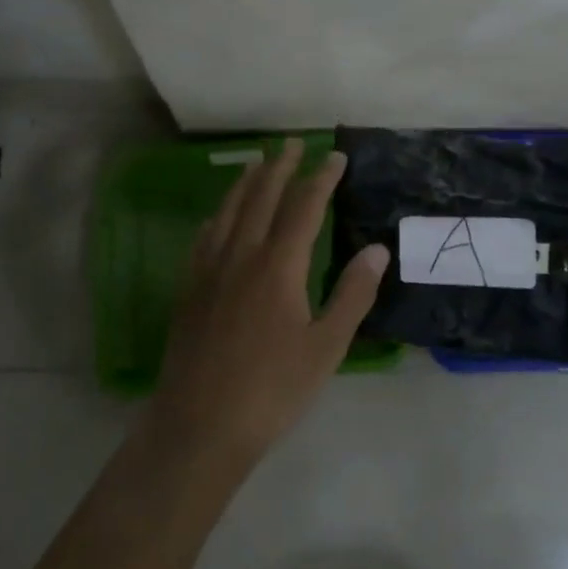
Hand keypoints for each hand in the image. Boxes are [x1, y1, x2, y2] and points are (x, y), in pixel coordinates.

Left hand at [154, 138, 388, 461]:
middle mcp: (241, 255)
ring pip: (229, 211)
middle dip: (280, 167)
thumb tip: (377, 249)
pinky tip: (218, 216)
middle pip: (262, 197)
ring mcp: (209, 270)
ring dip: (246, 182)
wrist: (199, 426)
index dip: (322, 178)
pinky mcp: (189, 289)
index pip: (304, 207)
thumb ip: (352, 294)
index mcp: (278, 265)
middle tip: (292, 142)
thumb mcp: (326, 347)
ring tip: (257, 161)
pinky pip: (204, 237)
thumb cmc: (272, 390)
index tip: (335, 157)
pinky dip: (218, 215)